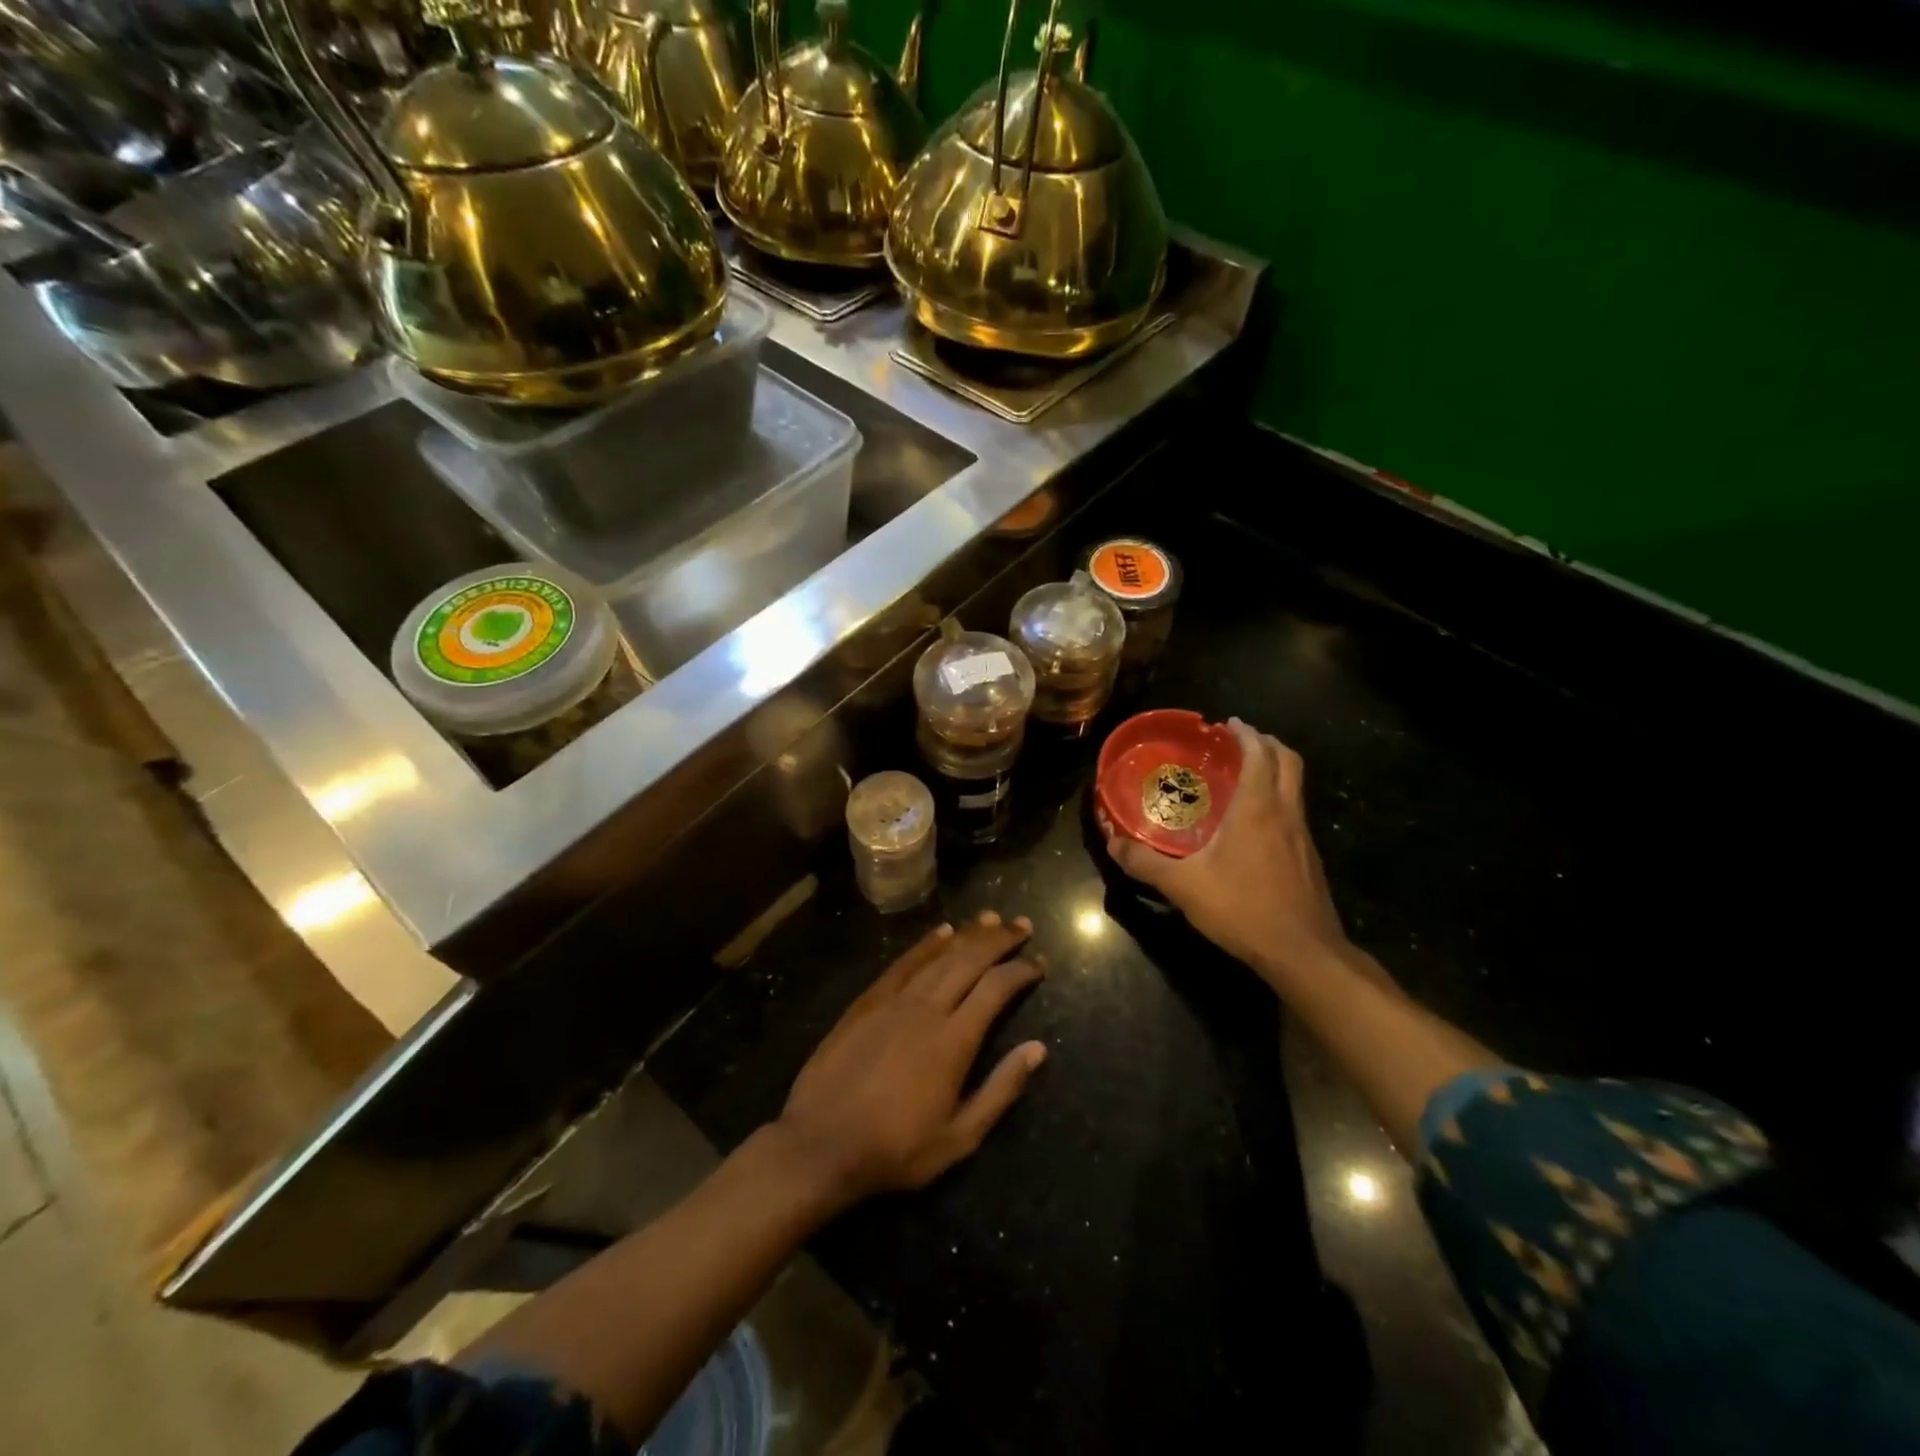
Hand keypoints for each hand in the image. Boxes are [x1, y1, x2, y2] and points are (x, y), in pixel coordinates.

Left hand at [776, 912, 1047, 1205]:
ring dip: (967, 935)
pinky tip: (942, 933)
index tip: (1039, 963)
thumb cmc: (895, 1149)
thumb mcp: (958, 1137)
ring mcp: (893, 1001)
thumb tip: (1038, 1049)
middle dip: (999, 940)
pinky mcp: (867, 1002)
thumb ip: (1001, 1090)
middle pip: (969, 961)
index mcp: (953, 1041)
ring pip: (938, 956)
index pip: (995, 989)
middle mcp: (926, 1009)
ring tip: (990, 919)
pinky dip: (925, 945)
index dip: (1020, 971)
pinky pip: (903, 963)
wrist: (820, 1145)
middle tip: (1022, 925)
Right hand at [1106, 720, 1350, 986]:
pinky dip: (1278, 799)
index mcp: (1258, 808)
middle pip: (1288, 760)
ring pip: (1296, 786)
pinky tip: (1255, 824)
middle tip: (1240, 742)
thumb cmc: (1243, 908)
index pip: (1259, 754)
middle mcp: (1286, 813)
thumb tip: (1113, 844)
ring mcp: (1303, 836)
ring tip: (1245, 776)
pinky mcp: (1309, 859)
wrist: (1303, 952)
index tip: (1228, 725)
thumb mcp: (1183, 886)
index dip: (1246, 734)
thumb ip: (1145, 863)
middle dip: (1266, 743)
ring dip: (1275, 770)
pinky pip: (1295, 812)